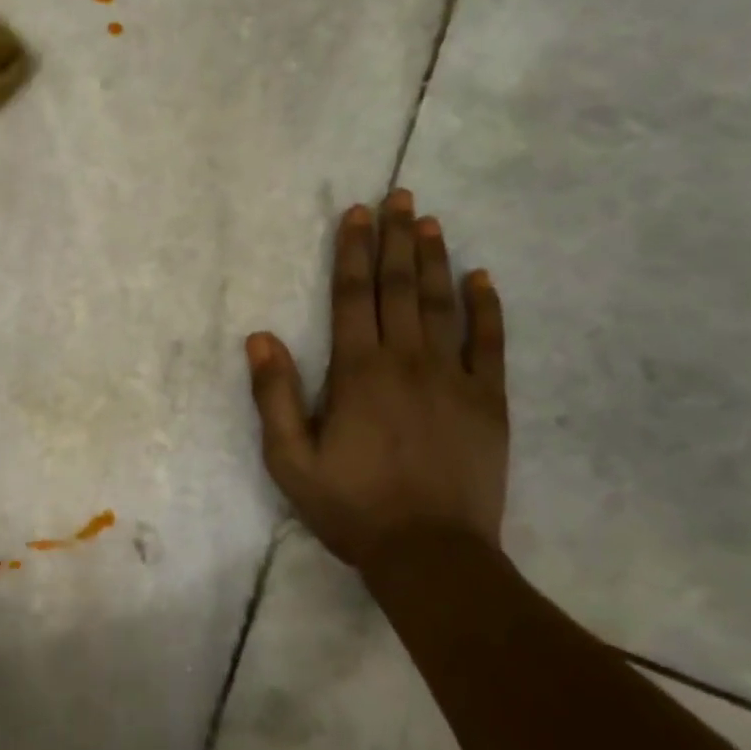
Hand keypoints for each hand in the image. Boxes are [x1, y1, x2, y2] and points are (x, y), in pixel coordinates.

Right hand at [246, 192, 509, 568]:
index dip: (354, 250)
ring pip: (442, 304)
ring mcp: (453, 377)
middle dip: (397, 238)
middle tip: (401, 196)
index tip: (359, 213)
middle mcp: (407, 360)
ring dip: (435, 260)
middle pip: (399, 287)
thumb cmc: (352, 507)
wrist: (431, 553)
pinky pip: (490, 343)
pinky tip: (482, 278)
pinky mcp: (488, 400)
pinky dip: (487, 308)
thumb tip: (260, 338)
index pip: (354, 295)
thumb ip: (275, 396)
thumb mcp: (291, 460)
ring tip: (431, 222)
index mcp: (358, 371)